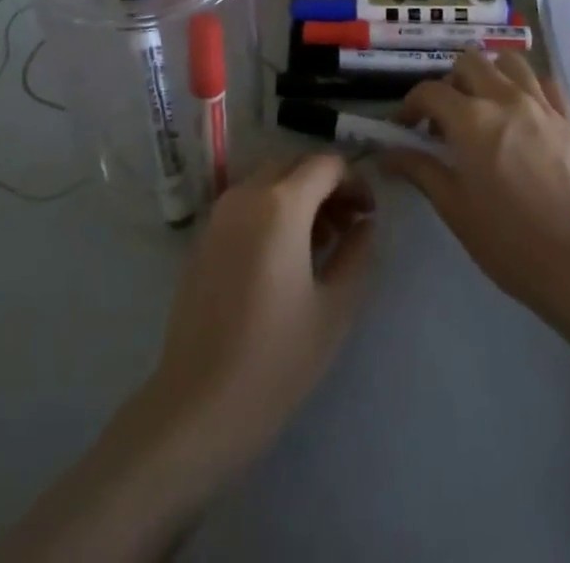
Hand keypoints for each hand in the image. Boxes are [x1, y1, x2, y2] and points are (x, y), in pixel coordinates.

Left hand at [143, 155, 375, 482]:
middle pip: (295, 166)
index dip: (355, 181)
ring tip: (322, 243)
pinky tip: (285, 256)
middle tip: (349, 226)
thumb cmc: (277, 358)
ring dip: (299, 196)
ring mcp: (220, 213)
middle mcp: (247, 194)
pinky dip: (272, 210)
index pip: (326, 165)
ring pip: (268, 181)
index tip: (370, 214)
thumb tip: (366, 224)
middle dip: (326, 186)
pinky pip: (246, 203)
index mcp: (281, 203)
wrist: (199, 404)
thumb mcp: (334, 308)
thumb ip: (357, 254)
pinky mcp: (204, 237)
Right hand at [382, 50, 569, 311]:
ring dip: (490, 75)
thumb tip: (385, 155)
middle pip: (468, 62)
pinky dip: (527, 88)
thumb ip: (419, 170)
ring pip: (509, 62)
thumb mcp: (454, 207)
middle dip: (450, 83)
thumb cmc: (509, 241)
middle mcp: (505, 98)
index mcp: (471, 119)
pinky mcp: (569, 119)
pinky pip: (545, 83)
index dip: (410, 106)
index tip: (405, 127)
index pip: (429, 91)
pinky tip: (522, 113)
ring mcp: (541, 105)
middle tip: (446, 118)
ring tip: (485, 107)